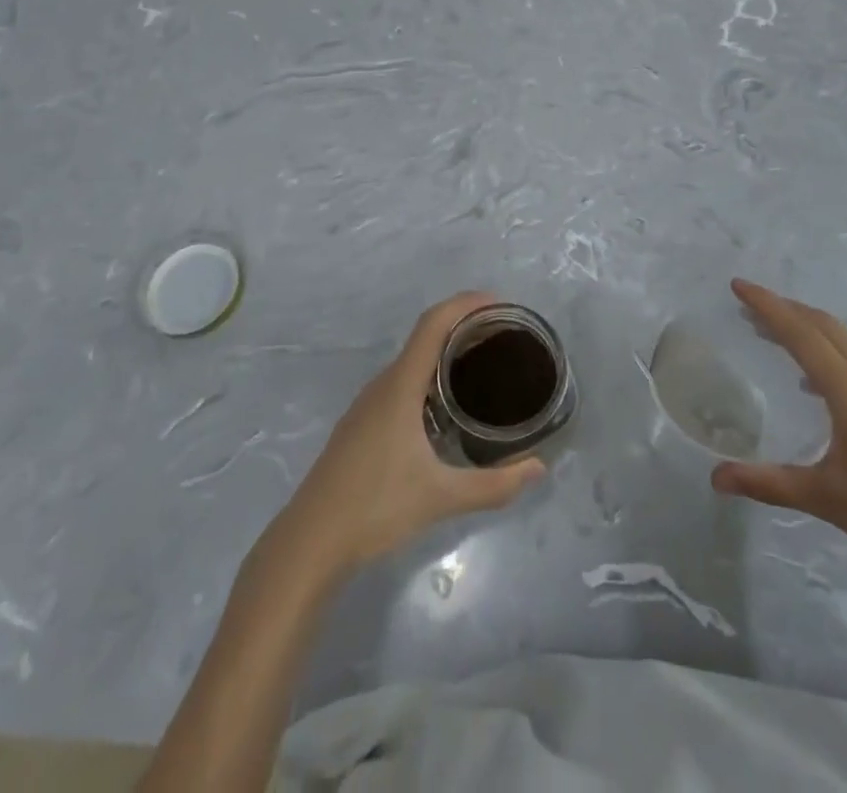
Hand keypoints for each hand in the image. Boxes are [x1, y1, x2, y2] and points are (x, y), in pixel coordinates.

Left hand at [275, 292, 546, 578]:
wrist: (309, 542)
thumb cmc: (374, 509)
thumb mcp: (441, 497)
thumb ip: (493, 484)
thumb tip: (538, 468)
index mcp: (400, 386)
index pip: (433, 324)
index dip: (465, 304)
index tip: (499, 304)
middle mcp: (383, 385)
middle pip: (426, 337)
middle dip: (464, 328)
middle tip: (504, 337)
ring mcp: (368, 404)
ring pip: (412, 361)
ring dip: (446, 353)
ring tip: (483, 365)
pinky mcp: (362, 424)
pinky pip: (402, 382)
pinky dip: (430, 376)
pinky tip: (446, 406)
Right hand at [710, 279, 846, 591]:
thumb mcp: (827, 499)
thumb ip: (770, 484)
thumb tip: (715, 479)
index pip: (801, 334)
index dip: (767, 306)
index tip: (739, 285)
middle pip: (826, 328)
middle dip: (787, 310)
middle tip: (751, 308)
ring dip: (811, 334)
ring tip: (780, 343)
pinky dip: (834, 360)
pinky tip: (826, 394)